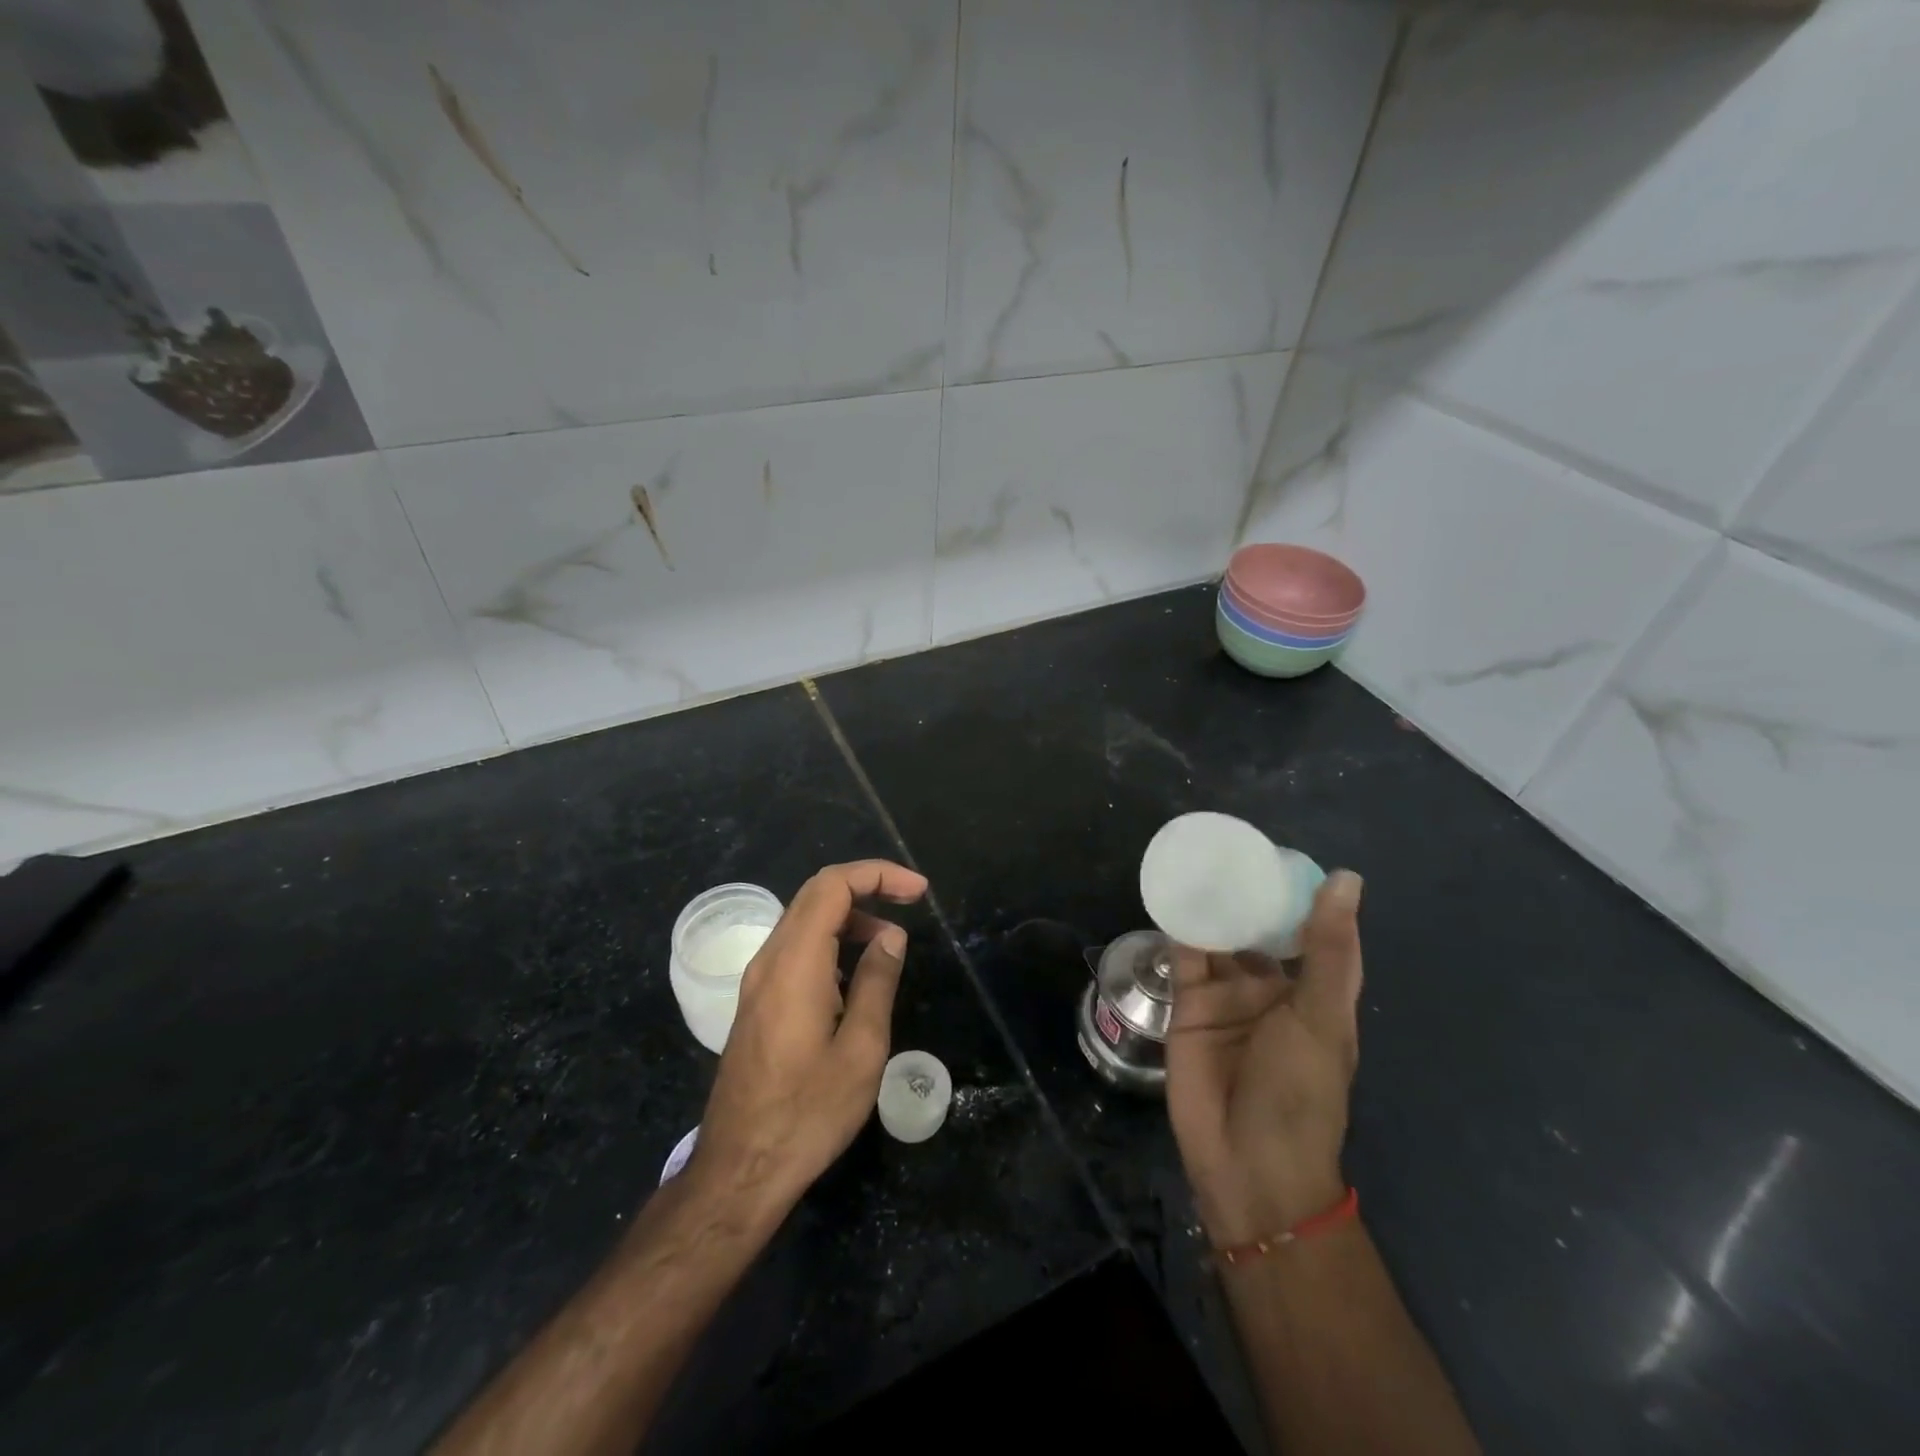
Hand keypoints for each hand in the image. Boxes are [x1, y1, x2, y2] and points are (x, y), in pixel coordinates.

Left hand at [684, 860, 927, 1224]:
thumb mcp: (861, 1049)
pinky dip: (830, 941)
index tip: (919, 890)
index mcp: (795, 963)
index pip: (832, 886)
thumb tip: (891, 936)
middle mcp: (770, 960)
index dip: (878, 874)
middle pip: (815, 894)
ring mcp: (757, 982)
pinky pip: (795, 949)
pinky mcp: (756, 1002)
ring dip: (849, 916)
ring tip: (890, 945)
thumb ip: (877, 982)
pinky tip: (855, 974)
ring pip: (803, 920)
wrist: (739, 1170)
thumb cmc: (808, 1113)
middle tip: (911, 902)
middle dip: (866, 886)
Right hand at [1165, 870, 1363, 1246]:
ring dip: (1210, 902)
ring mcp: (1226, 993)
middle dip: (1244, 891)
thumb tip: (1346, 878)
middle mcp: (1269, 986)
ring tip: (1195, 854)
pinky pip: (1183, 954)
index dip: (1295, 891)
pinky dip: (1178, 924)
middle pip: (1255, 927)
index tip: (1277, 849)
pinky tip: (1170, 890)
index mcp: (1311, 990)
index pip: (1305, 928)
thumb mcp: (1321, 1016)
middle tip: (1224, 842)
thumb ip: (1326, 948)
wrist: (1247, 1162)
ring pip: (1218, 935)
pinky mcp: (1188, 1002)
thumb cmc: (1300, 1091)